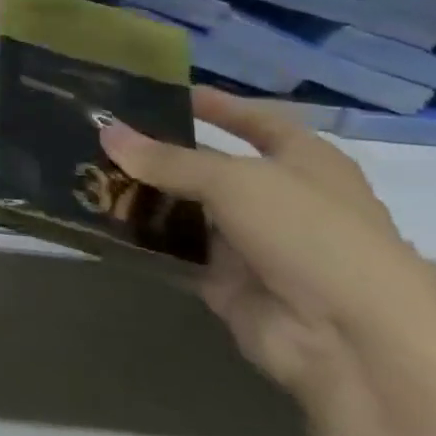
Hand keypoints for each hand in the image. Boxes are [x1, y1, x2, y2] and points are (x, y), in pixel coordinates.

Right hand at [98, 87, 435, 406]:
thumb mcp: (235, 182)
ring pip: (185, 209)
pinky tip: (97, 219)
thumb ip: (166, 159)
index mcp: (305, 163)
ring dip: (142, 196)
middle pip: (208, 167)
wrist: (350, 342)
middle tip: (98, 135)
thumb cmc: (311, 236)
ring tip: (85, 172)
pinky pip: (173, 250)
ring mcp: (251, 243)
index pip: (255, 121)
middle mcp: (278, 199)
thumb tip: (105, 131)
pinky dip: (141, 238)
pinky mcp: (224, 281)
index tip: (161, 93)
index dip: (215, 105)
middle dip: (158, 153)